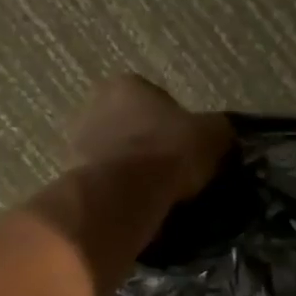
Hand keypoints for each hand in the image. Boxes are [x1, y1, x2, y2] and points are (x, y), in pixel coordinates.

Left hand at [68, 75, 231, 199]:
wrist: (121, 196)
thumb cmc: (167, 153)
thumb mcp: (212, 136)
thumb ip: (218, 131)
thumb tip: (223, 136)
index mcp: (127, 85)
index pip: (159, 101)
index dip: (179, 127)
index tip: (190, 152)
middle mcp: (94, 105)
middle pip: (133, 128)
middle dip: (152, 149)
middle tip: (176, 175)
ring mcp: (77, 143)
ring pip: (117, 157)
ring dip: (134, 173)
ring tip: (160, 198)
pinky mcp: (72, 178)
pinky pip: (106, 184)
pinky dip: (121, 194)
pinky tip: (140, 210)